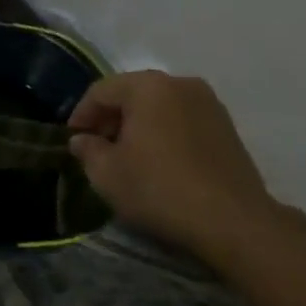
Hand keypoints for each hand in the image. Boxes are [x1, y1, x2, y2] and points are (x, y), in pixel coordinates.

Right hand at [67, 70, 278, 260]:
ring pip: (159, 106)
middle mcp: (180, 83)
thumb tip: (82, 140)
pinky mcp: (227, 127)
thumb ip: (87, 150)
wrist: (233, 221)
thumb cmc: (159, 189)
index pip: (101, 91)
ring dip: (138, 126)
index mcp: (147, 86)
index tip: (72, 141)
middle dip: (110, 119)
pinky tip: (159, 162)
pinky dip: (164, 133)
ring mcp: (208, 103)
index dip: (81, 115)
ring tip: (128, 157)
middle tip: (97, 149)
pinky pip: (182, 120)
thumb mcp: (107, 173)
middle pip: (132, 94)